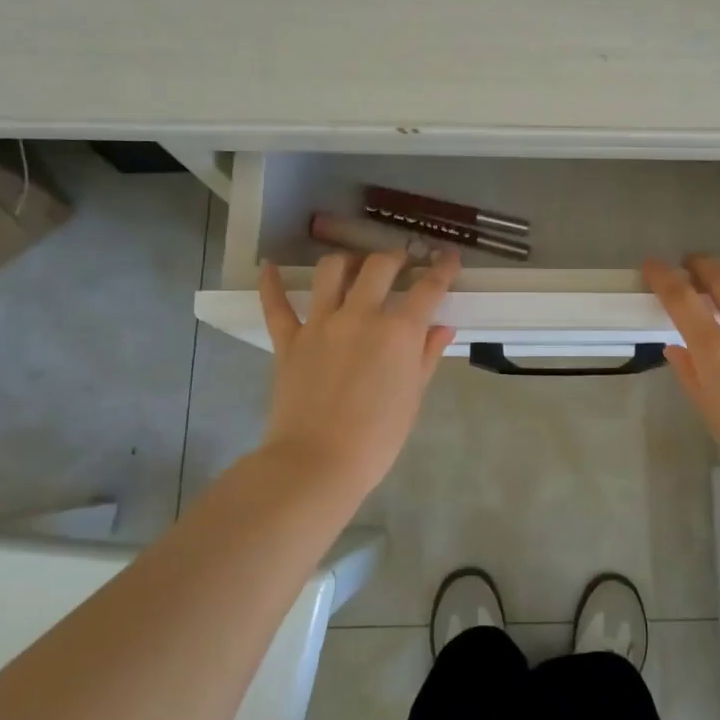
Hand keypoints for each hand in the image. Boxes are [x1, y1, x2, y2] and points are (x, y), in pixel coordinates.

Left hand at [257, 251, 459, 502]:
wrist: (318, 462)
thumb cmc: (378, 437)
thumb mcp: (413, 397)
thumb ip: (427, 356)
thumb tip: (443, 327)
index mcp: (399, 331)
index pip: (428, 288)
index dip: (443, 268)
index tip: (448, 256)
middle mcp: (361, 315)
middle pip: (379, 266)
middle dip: (395, 257)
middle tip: (401, 262)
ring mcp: (321, 324)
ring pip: (331, 271)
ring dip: (347, 260)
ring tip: (354, 265)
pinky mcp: (288, 340)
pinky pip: (276, 305)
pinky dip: (271, 283)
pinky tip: (270, 266)